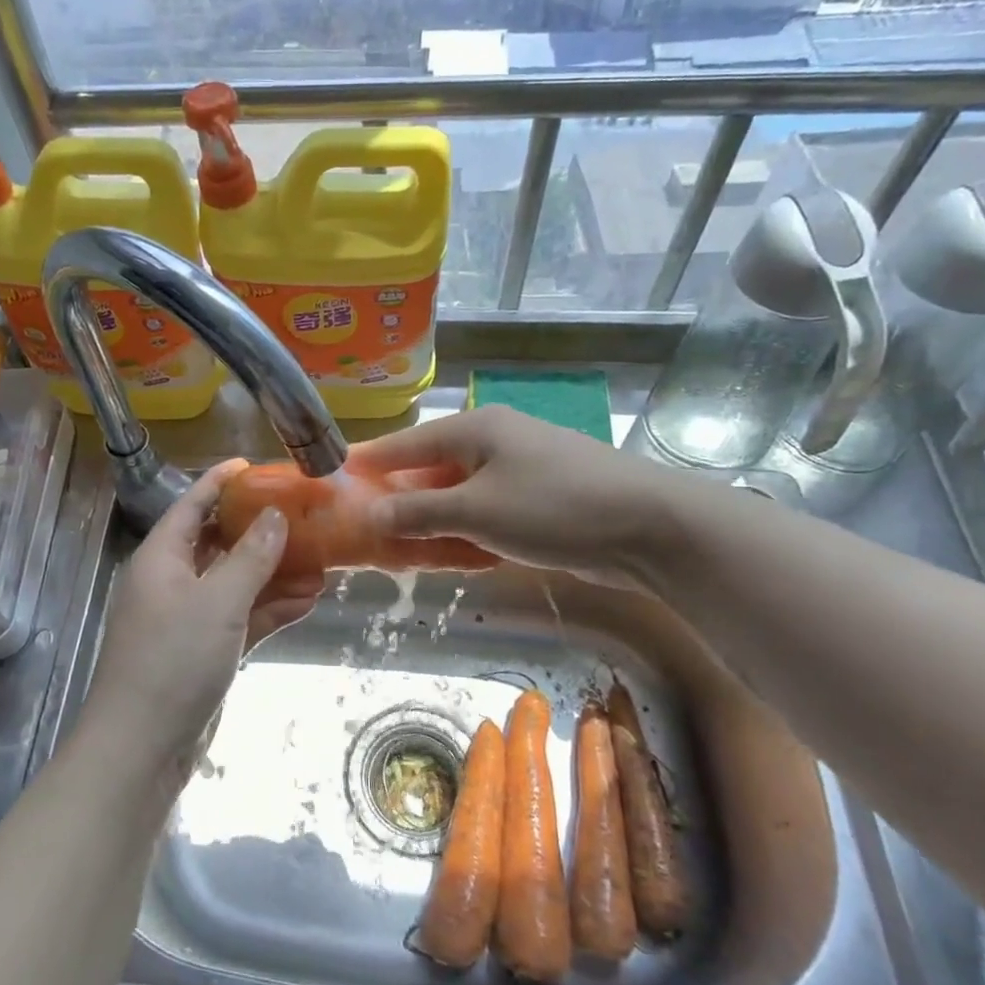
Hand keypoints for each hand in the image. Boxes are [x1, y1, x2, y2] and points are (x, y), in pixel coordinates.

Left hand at [81, 460, 322, 780]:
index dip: (220, 482)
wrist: (143, 746)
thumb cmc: (174, 660)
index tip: (255, 465)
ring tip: (321, 564)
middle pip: (219, 544)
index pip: (192, 505)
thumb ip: (250, 557)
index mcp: (161, 558)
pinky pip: (241, 619)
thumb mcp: (218, 601)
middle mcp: (172, 582)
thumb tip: (275, 516)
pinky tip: (307, 603)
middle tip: (304, 518)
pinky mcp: (204, 652)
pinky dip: (270, 610)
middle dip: (260, 533)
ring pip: (236, 584)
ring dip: (274, 575)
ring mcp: (188, 619)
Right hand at [348, 406, 691, 578]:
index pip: (406, 444)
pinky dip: (464, 531)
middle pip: (430, 469)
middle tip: (363, 525)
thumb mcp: (476, 510)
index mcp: (475, 429)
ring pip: (458, 494)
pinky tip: (449, 555)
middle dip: (399, 498)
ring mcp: (520, 470)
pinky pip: (486, 512)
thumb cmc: (553, 506)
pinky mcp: (540, 499)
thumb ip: (419, 512)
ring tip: (397, 546)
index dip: (369, 463)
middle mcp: (495, 441)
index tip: (334, 480)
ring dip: (431, 520)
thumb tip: (371, 514)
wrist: (650, 528)